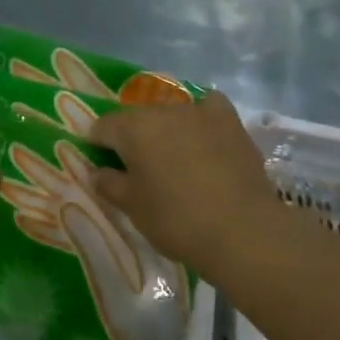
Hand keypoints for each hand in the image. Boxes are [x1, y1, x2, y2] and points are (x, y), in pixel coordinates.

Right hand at [90, 93, 290, 284]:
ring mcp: (199, 112)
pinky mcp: (230, 121)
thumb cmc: (176, 220)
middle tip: (137, 168)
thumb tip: (96, 171)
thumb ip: (108, 183)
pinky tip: (203, 133)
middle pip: (136, 118)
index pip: (102, 126)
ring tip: (172, 157)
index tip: (102, 165)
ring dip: (164, 130)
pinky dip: (201, 116)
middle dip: (131, 138)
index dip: (96, 144)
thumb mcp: (132, 207)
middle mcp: (163, 111)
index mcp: (132, 128)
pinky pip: (208, 107)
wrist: (242, 231)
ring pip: (170, 114)